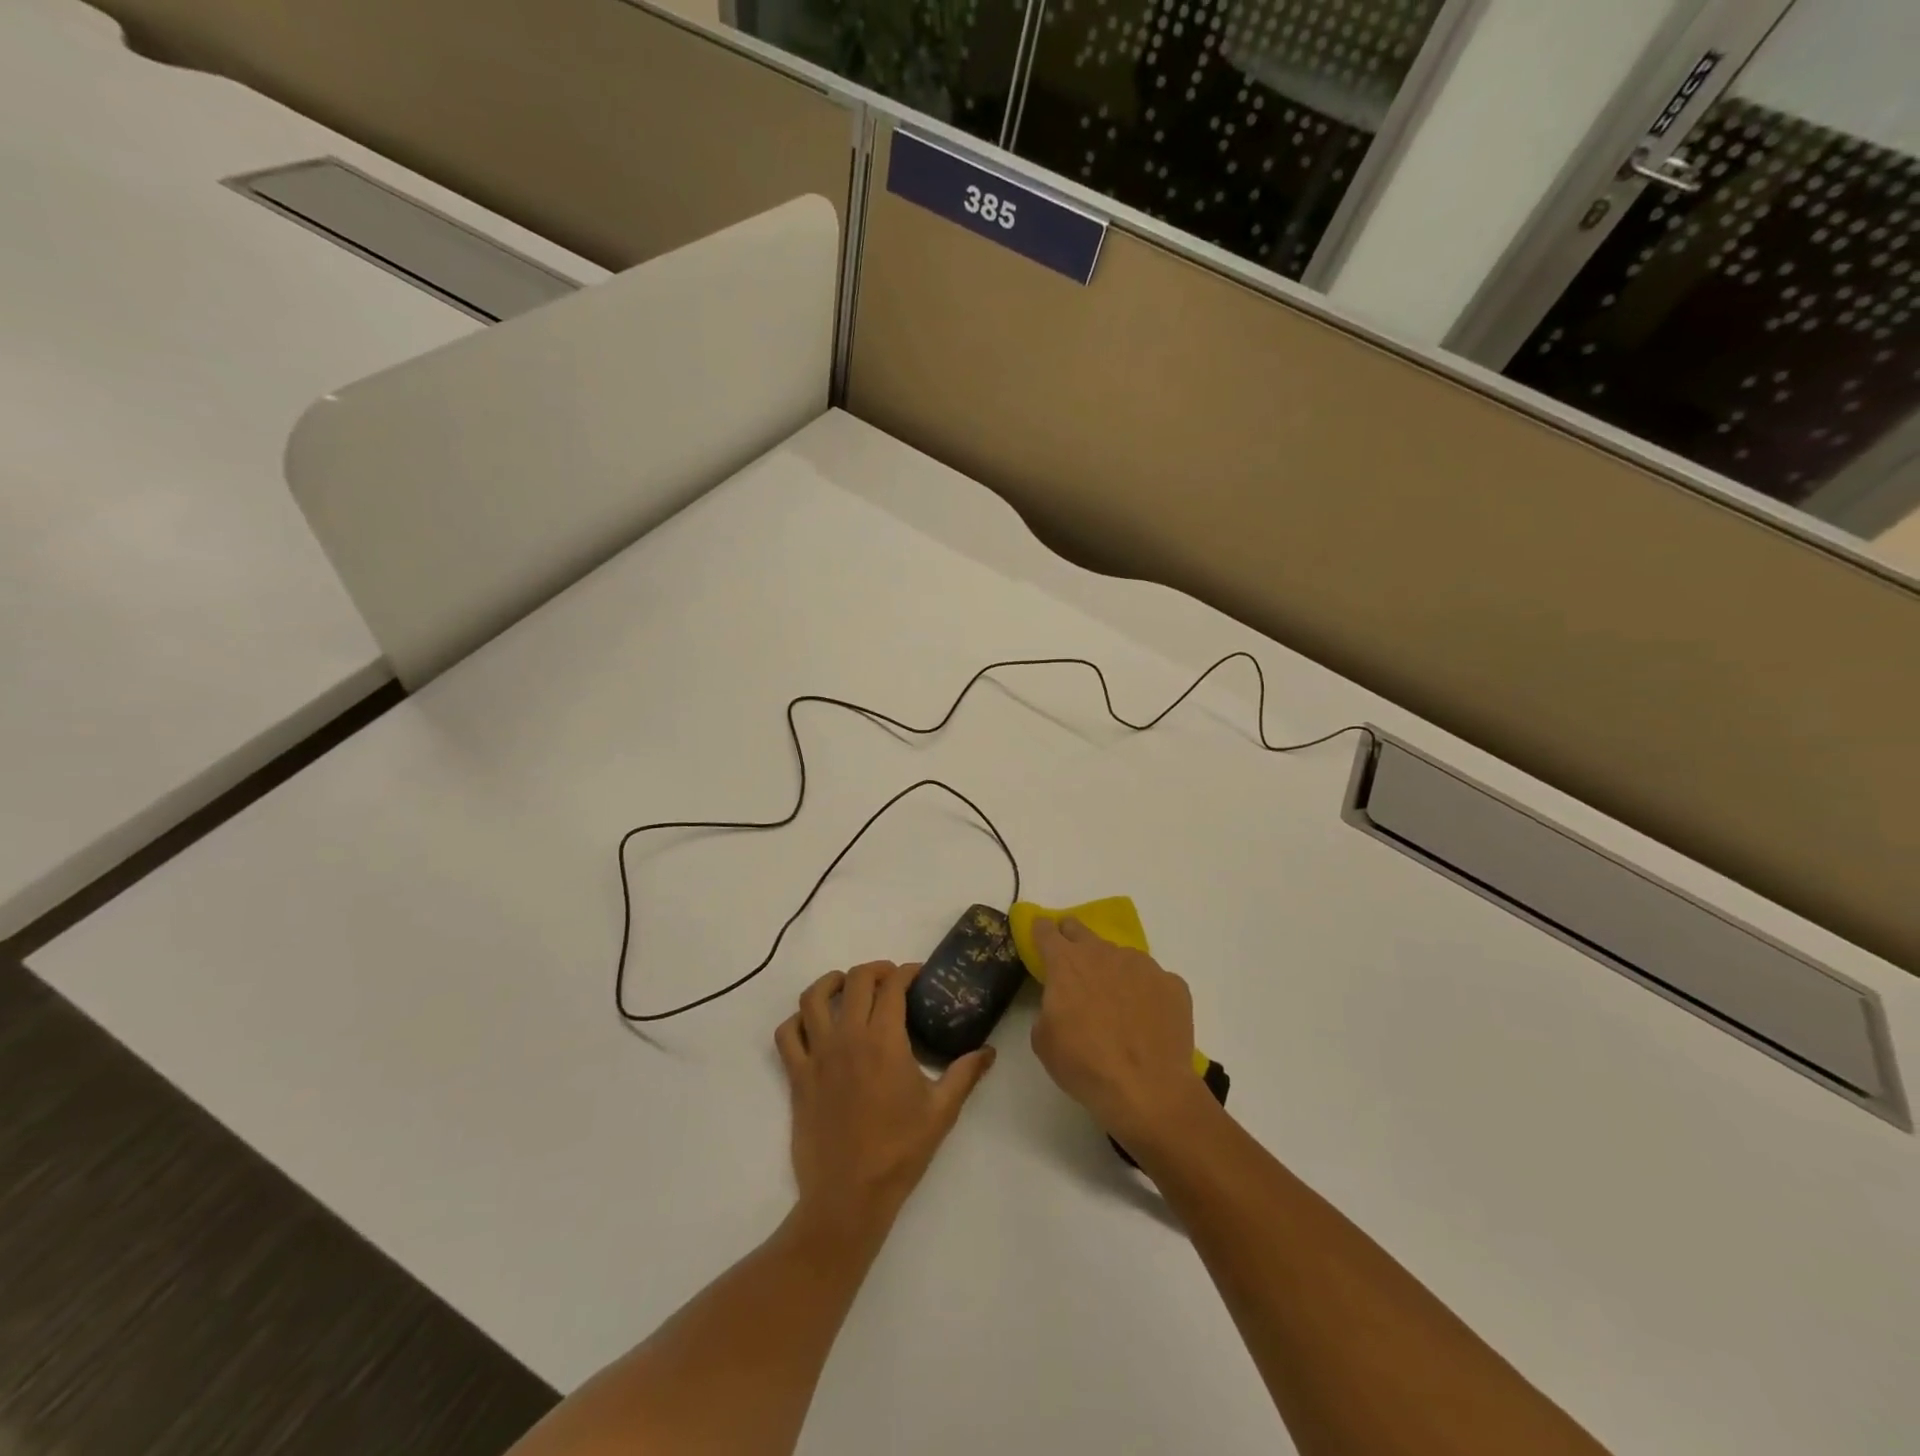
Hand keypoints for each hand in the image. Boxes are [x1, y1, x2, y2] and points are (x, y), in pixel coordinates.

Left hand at [775, 962, 995, 1239]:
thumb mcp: (941, 1111)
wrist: (849, 1196)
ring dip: (831, 982)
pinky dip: (797, 1019)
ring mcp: (818, 1055)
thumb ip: (965, 1074)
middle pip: (856, 980)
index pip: (892, 986)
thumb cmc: (899, 1151)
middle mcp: (848, 1037)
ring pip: (814, 998)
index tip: (918, 975)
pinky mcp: (797, 1076)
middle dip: (875, 970)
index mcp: (884, 1040)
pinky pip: (787, 1034)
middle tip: (890, 979)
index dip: (906, 972)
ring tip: (846, 986)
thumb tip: (988, 1051)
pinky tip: (813, 1023)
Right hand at [1029, 918, 1212, 1148]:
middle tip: (1073, 963)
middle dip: (1073, 939)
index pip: (1046, 931)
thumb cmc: (1085, 1065)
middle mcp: (1103, 953)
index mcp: (1067, 963)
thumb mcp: (1044, 1041)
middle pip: (1081, 930)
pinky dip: (1146, 993)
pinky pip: (1153, 980)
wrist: (1148, 1089)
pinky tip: (1148, 1020)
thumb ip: (1048, 1008)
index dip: (1041, 932)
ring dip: (1113, 971)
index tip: (1041, 936)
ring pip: (1120, 957)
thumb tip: (1062, 1004)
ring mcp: (1142, 965)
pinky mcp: (1172, 983)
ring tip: (1118, 1007)